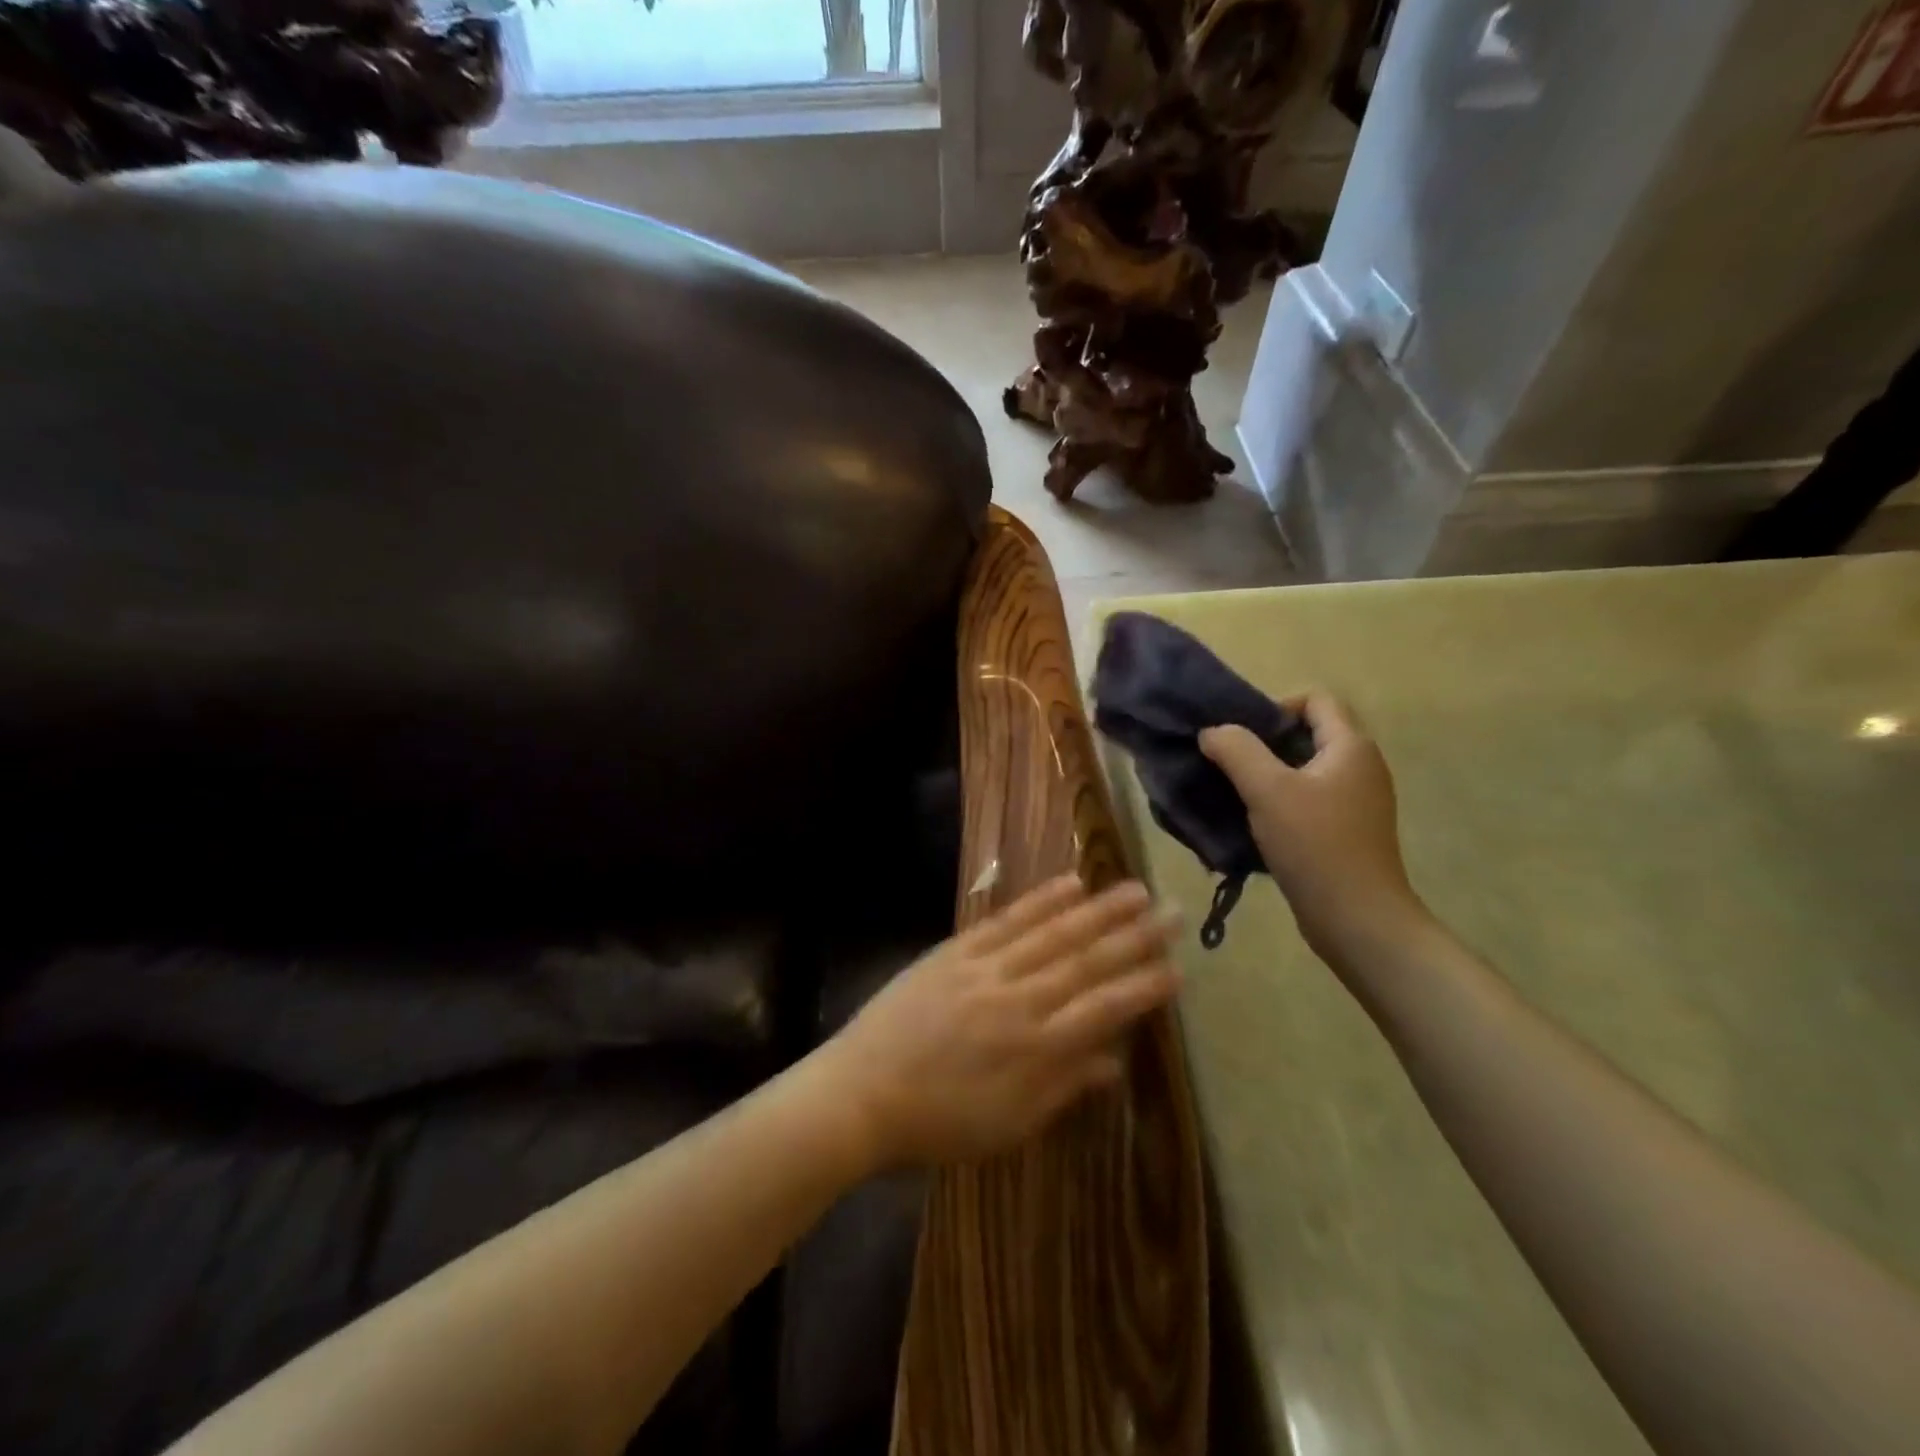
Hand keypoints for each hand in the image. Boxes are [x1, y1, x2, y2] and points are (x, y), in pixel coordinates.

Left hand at [824, 875, 1181, 1168]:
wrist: (861, 1093)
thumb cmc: (938, 1123)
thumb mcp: (1009, 1125)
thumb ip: (1064, 1088)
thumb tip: (1115, 1061)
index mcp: (1037, 1048)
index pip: (1105, 1009)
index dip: (1144, 987)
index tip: (1179, 967)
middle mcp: (1020, 999)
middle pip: (1086, 961)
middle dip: (1135, 936)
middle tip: (1174, 912)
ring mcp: (986, 968)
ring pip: (1053, 932)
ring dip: (1098, 909)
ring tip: (1134, 889)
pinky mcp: (956, 950)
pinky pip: (1006, 920)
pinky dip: (1040, 900)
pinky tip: (1068, 884)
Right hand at [1200, 692, 1430, 967]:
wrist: (1358, 919)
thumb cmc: (1315, 845)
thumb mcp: (1267, 790)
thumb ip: (1236, 750)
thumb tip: (1212, 731)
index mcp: (1351, 746)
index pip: (1317, 699)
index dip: (1276, 706)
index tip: (1243, 736)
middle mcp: (1361, 766)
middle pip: (1309, 733)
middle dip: (1265, 743)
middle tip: (1230, 764)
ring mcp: (1358, 801)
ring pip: (1306, 770)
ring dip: (1269, 775)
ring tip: (1236, 794)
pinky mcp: (1348, 831)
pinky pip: (1310, 800)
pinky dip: (1282, 802)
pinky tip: (1257, 824)